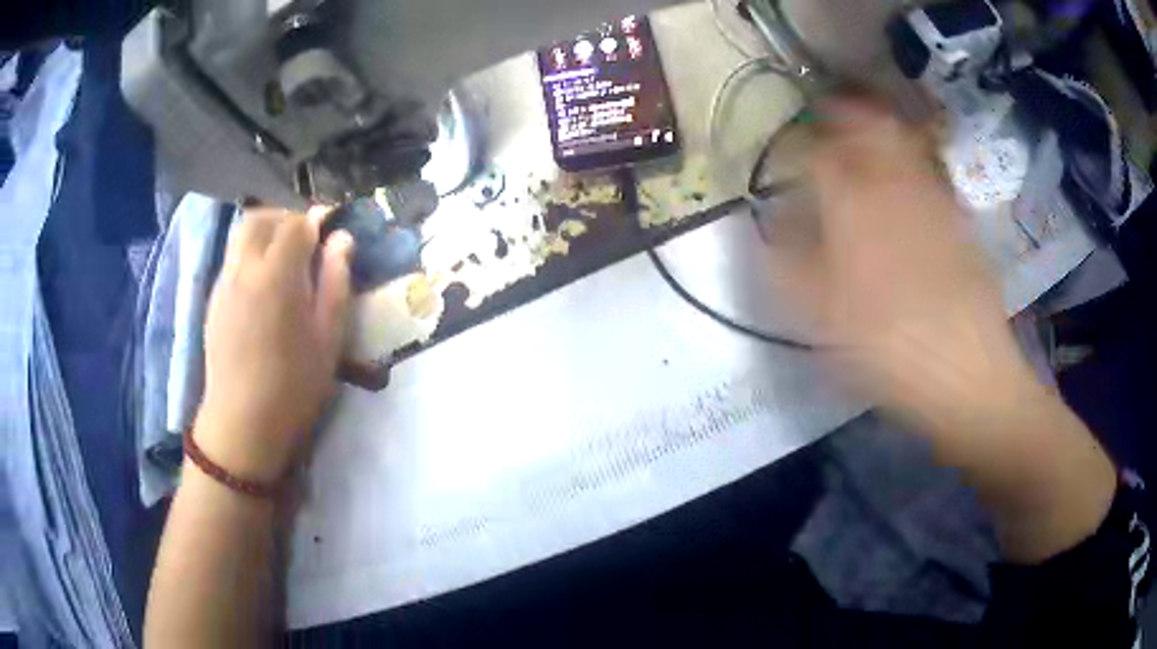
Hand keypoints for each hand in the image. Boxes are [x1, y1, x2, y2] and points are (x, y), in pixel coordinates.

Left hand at [195, 206, 353, 482]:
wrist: (242, 423)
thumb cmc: (293, 385)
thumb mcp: (329, 338)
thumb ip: (336, 282)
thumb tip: (342, 240)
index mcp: (278, 273)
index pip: (297, 223)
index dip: (317, 220)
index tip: (331, 230)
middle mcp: (245, 267)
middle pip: (261, 217)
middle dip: (285, 217)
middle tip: (306, 237)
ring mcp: (225, 281)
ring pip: (242, 234)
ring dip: (265, 232)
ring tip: (284, 258)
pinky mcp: (214, 299)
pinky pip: (232, 258)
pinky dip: (250, 253)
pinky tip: (263, 283)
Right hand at [785, 98, 1036, 423]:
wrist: (964, 368)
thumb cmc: (886, 346)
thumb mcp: (821, 316)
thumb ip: (788, 263)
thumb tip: (771, 225)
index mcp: (851, 204)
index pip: (816, 153)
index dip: (798, 144)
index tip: (789, 150)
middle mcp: (891, 184)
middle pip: (865, 125)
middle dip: (843, 112)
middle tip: (828, 112)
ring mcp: (930, 195)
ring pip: (900, 140)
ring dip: (877, 126)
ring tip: (864, 131)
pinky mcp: (957, 216)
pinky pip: (928, 169)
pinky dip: (910, 158)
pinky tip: (905, 177)